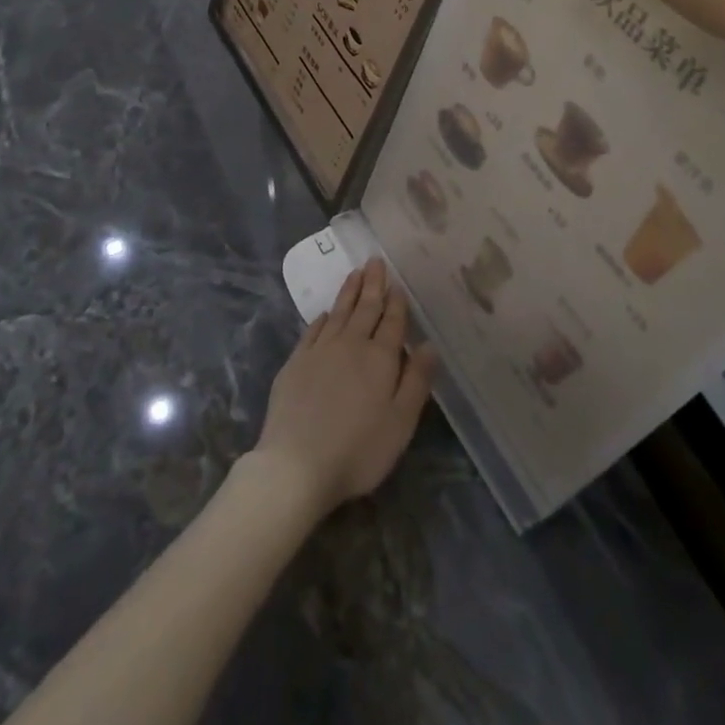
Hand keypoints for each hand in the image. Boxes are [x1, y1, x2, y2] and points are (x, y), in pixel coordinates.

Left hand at [249, 261, 435, 520]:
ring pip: (338, 313)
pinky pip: (312, 331)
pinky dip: (321, 319)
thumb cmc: (358, 449)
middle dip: (372, 284)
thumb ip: (417, 381)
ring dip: (348, 292)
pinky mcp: (295, 363)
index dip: (396, 302)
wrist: (296, 464)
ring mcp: (319, 351)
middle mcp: (350, 345)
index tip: (397, 283)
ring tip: (355, 273)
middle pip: (365, 309)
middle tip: (375, 260)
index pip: (392, 322)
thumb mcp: (401, 422)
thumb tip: (429, 345)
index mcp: (380, 358)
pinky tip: (324, 313)